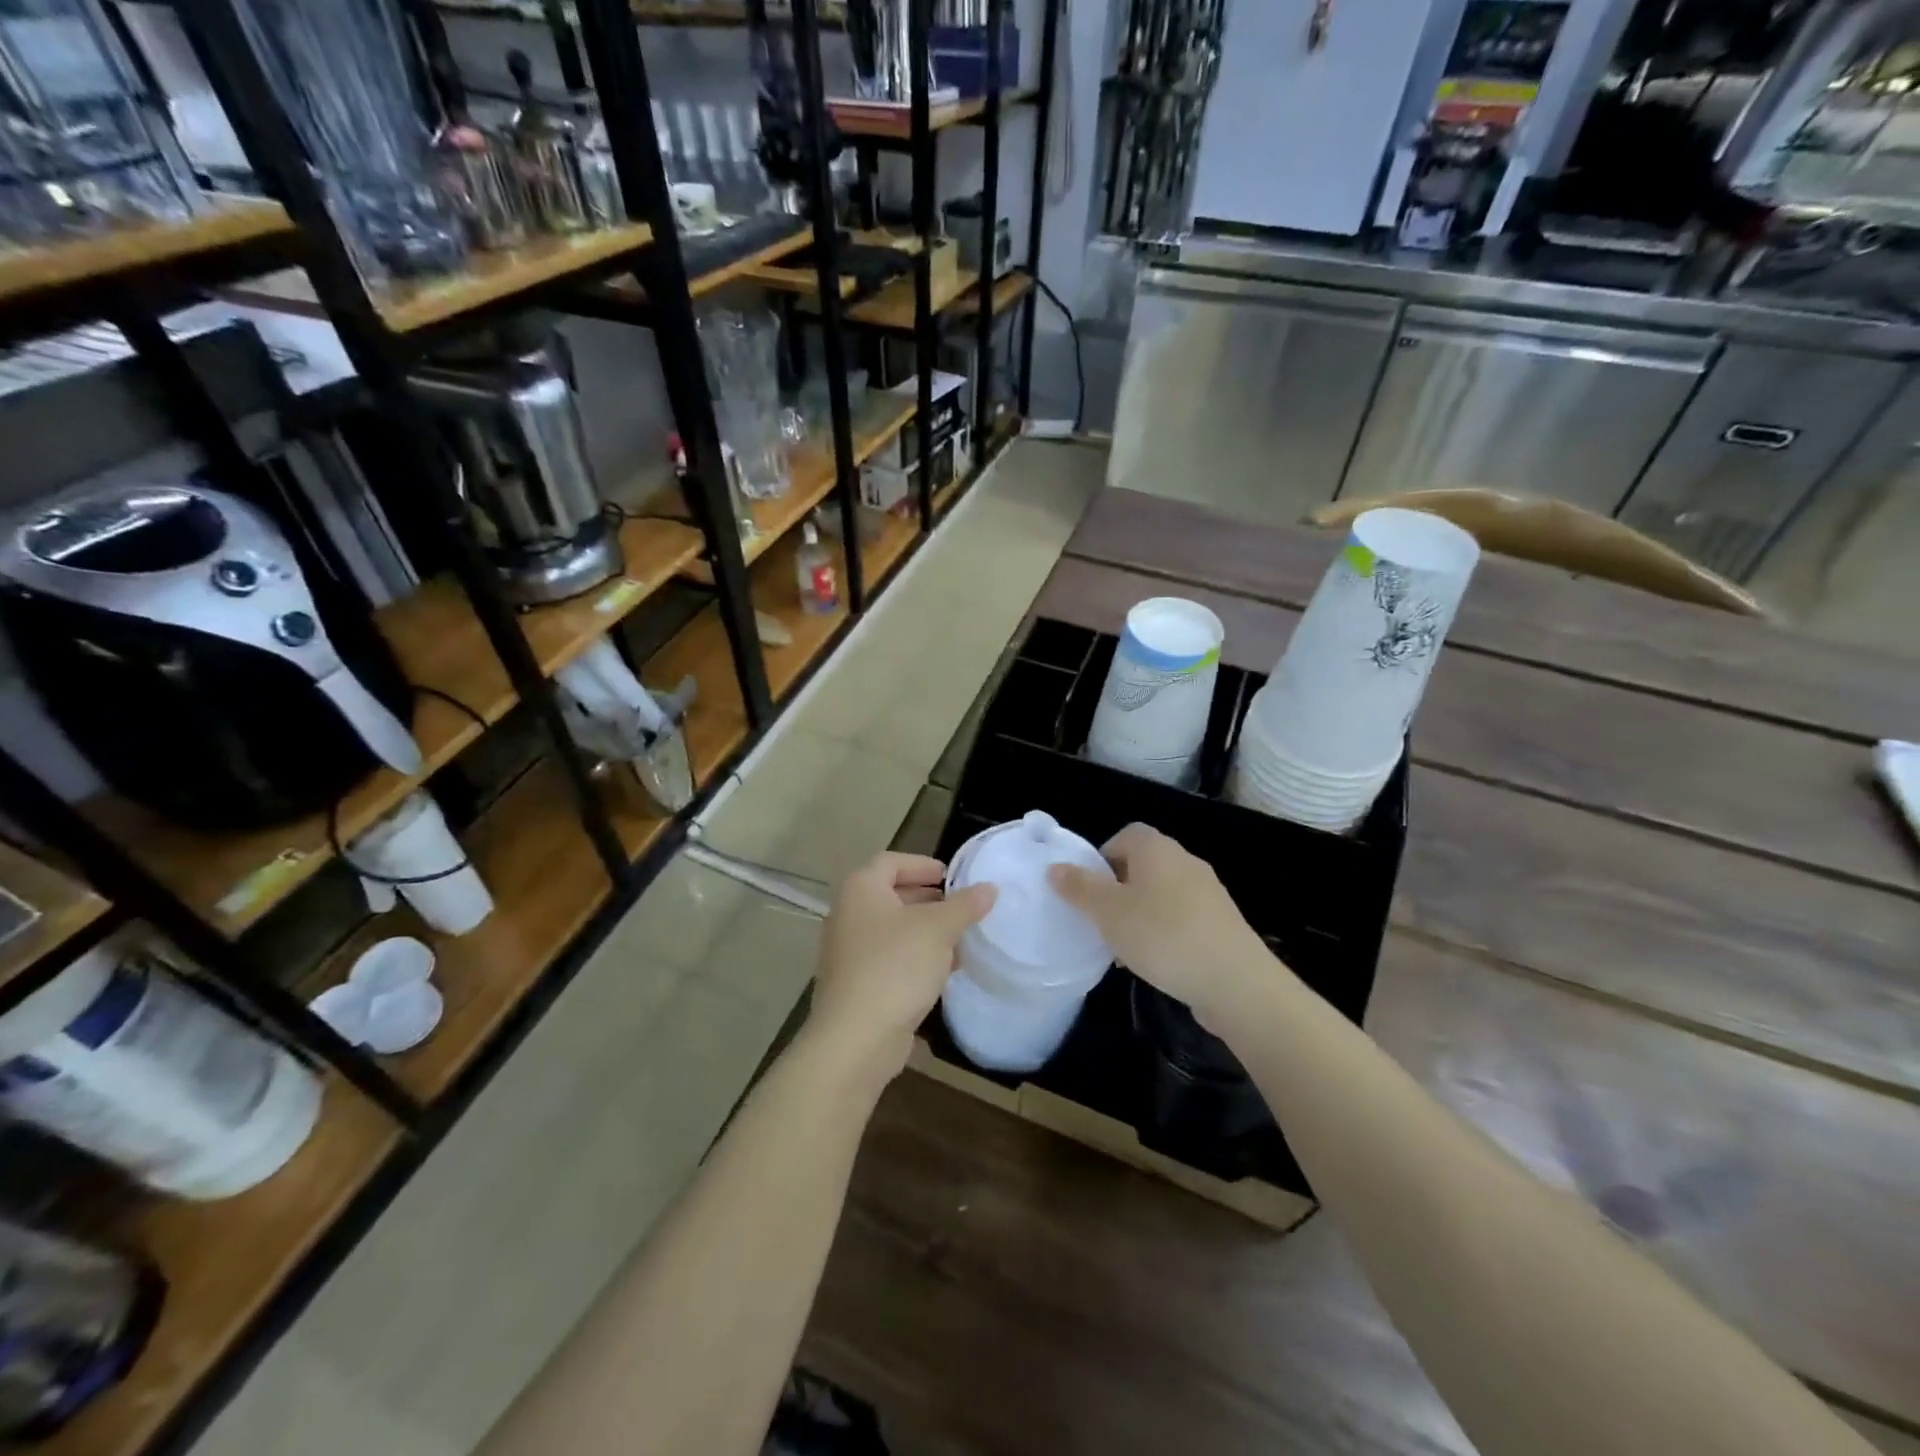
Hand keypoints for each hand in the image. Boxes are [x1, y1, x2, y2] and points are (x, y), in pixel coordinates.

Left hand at [807, 852, 995, 1087]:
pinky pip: (890, 958)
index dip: (922, 864)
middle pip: (891, 895)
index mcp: (861, 890)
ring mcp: (849, 952)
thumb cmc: (896, 966)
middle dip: (928, 899)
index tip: (951, 876)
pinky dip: (915, 957)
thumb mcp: (938, 929)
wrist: (857, 1037)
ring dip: (925, 931)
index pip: (891, 862)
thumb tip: (989, 888)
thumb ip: (965, 905)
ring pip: (892, 930)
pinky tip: (944, 971)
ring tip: (960, 939)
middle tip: (960, 907)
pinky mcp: (856, 983)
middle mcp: (848, 915)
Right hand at [1047, 823, 1268, 1020]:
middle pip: (1142, 865)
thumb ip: (1079, 888)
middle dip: (1118, 890)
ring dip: (1140, 914)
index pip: (1124, 835)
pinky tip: (1156, 962)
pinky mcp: (1221, 923)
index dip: (1102, 858)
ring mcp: (1208, 892)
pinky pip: (1182, 918)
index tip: (1089, 891)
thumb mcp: (1109, 913)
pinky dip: (1164, 932)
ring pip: (1161, 894)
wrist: (1236, 982)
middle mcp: (1185, 861)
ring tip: (1125, 948)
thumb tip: (1055, 867)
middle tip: (1101, 920)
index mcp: (1157, 849)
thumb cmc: (1163, 936)